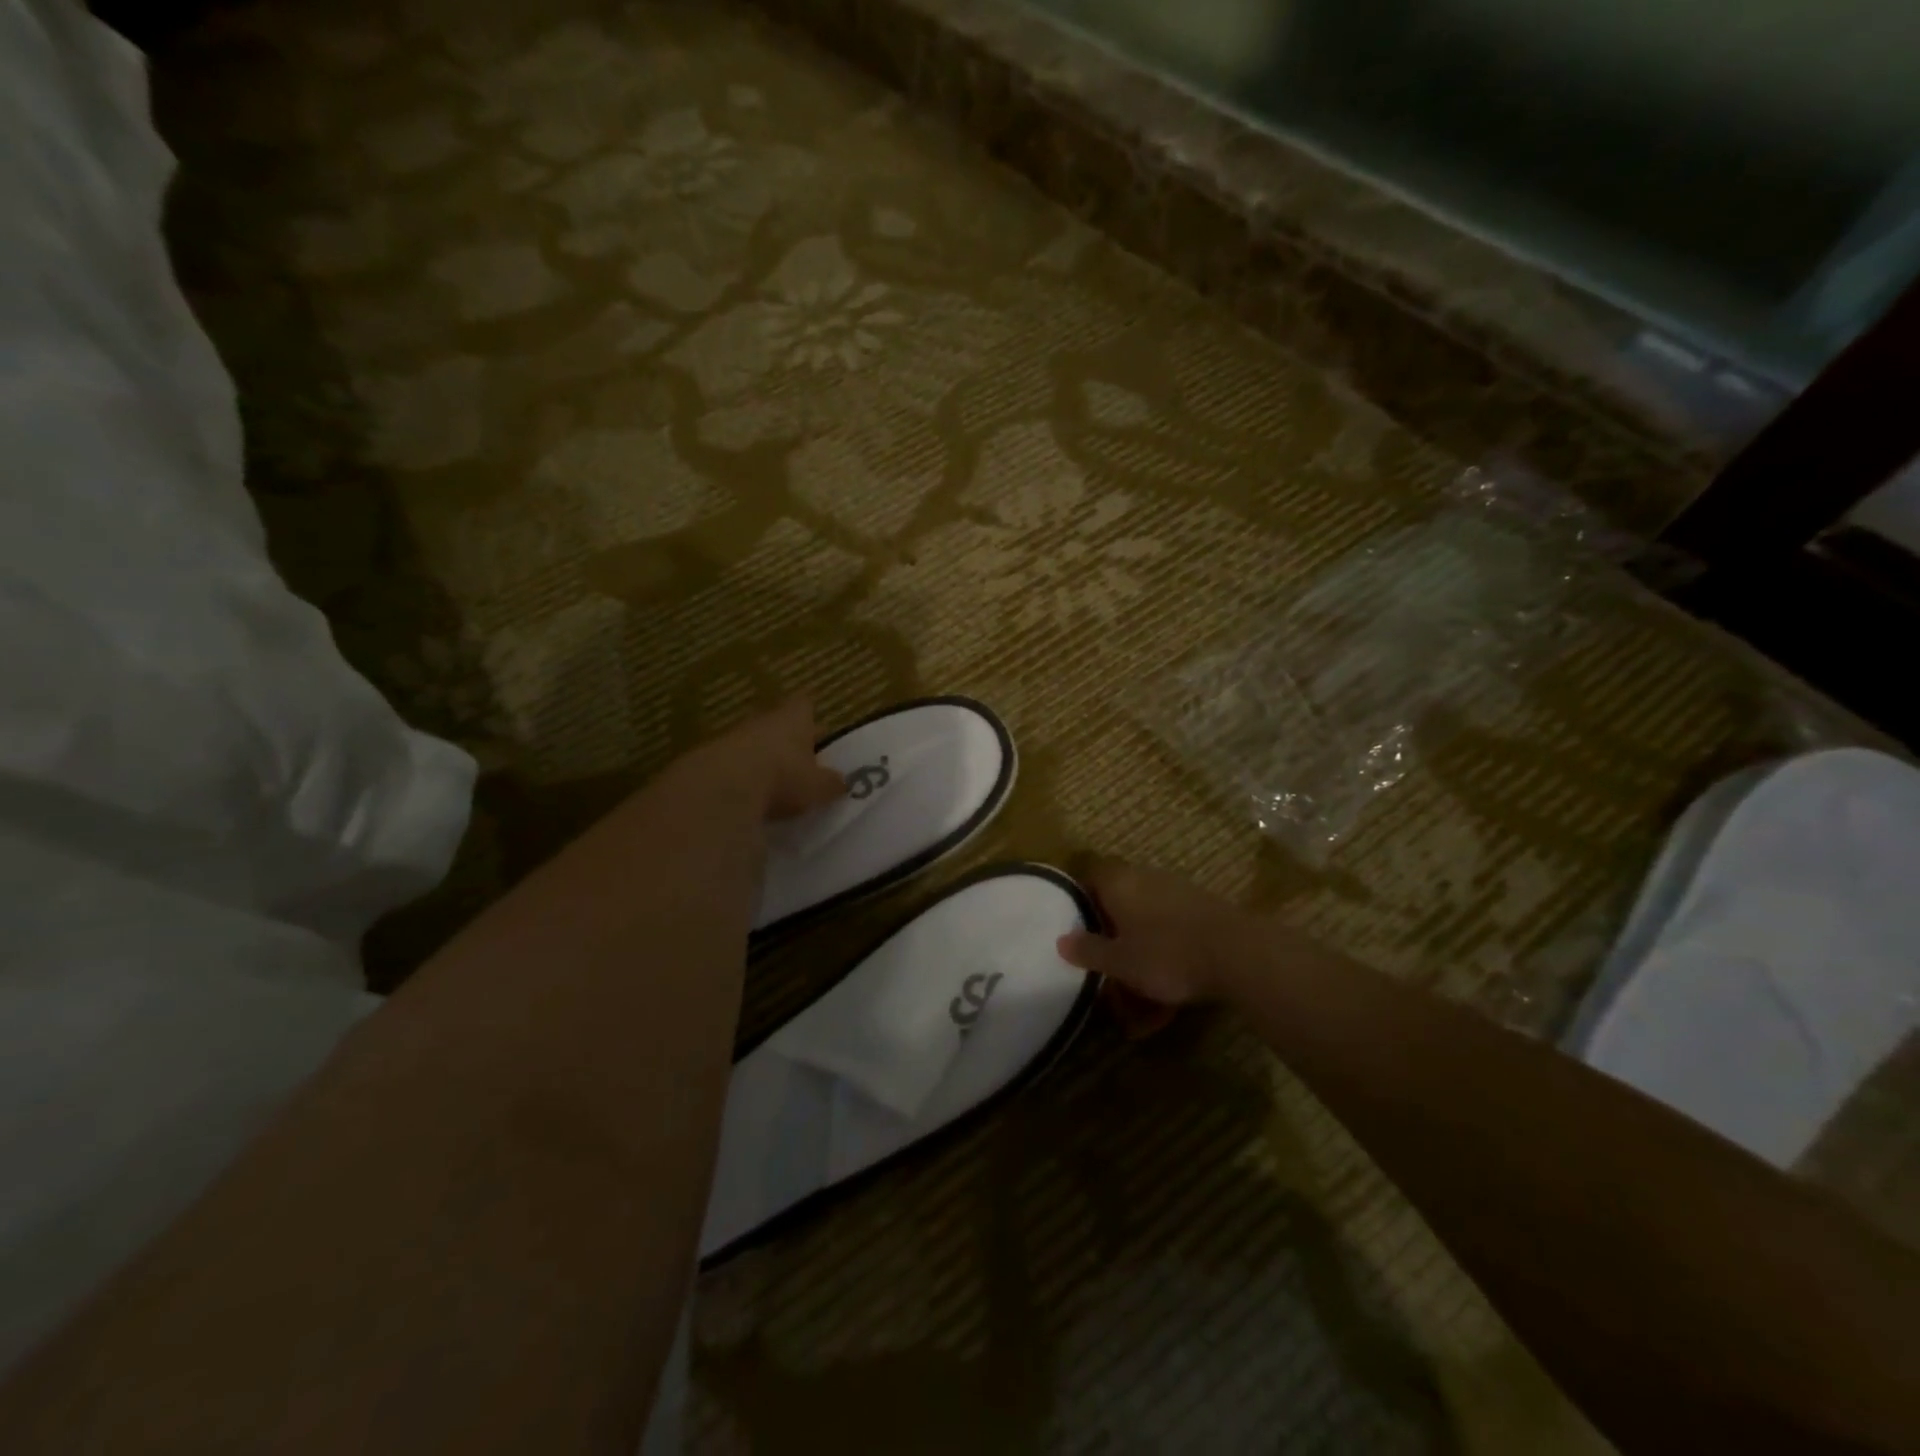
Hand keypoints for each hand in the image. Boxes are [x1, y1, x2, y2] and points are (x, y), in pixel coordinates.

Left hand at [693, 696, 846, 820]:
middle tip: (799, 759)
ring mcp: (733, 738)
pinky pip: (733, 766)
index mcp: (793, 719)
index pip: (804, 705)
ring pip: (754, 743)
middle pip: (777, 724)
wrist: (722, 788)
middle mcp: (763, 721)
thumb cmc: (783, 777)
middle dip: (787, 739)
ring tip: (774, 782)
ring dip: (762, 759)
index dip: (810, 715)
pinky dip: (741, 778)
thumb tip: (842, 782)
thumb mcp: (817, 786)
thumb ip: (830, 783)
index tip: (815, 727)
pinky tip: (749, 796)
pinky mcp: (709, 761)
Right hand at [1056, 861, 1249, 1006]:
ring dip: (1140, 959)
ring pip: (1148, 926)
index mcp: (1120, 883)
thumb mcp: (1120, 962)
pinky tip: (1169, 1006)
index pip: (1091, 877)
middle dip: (1112, 939)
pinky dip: (1166, 964)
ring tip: (1138, 1007)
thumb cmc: (1167, 954)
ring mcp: (1179, 894)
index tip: (1074, 928)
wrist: (1239, 954)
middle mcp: (1147, 880)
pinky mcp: (1204, 913)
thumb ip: (1089, 951)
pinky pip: (1173, 937)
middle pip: (1119, 903)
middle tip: (1105, 971)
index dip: (1079, 899)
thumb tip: (1062, 940)